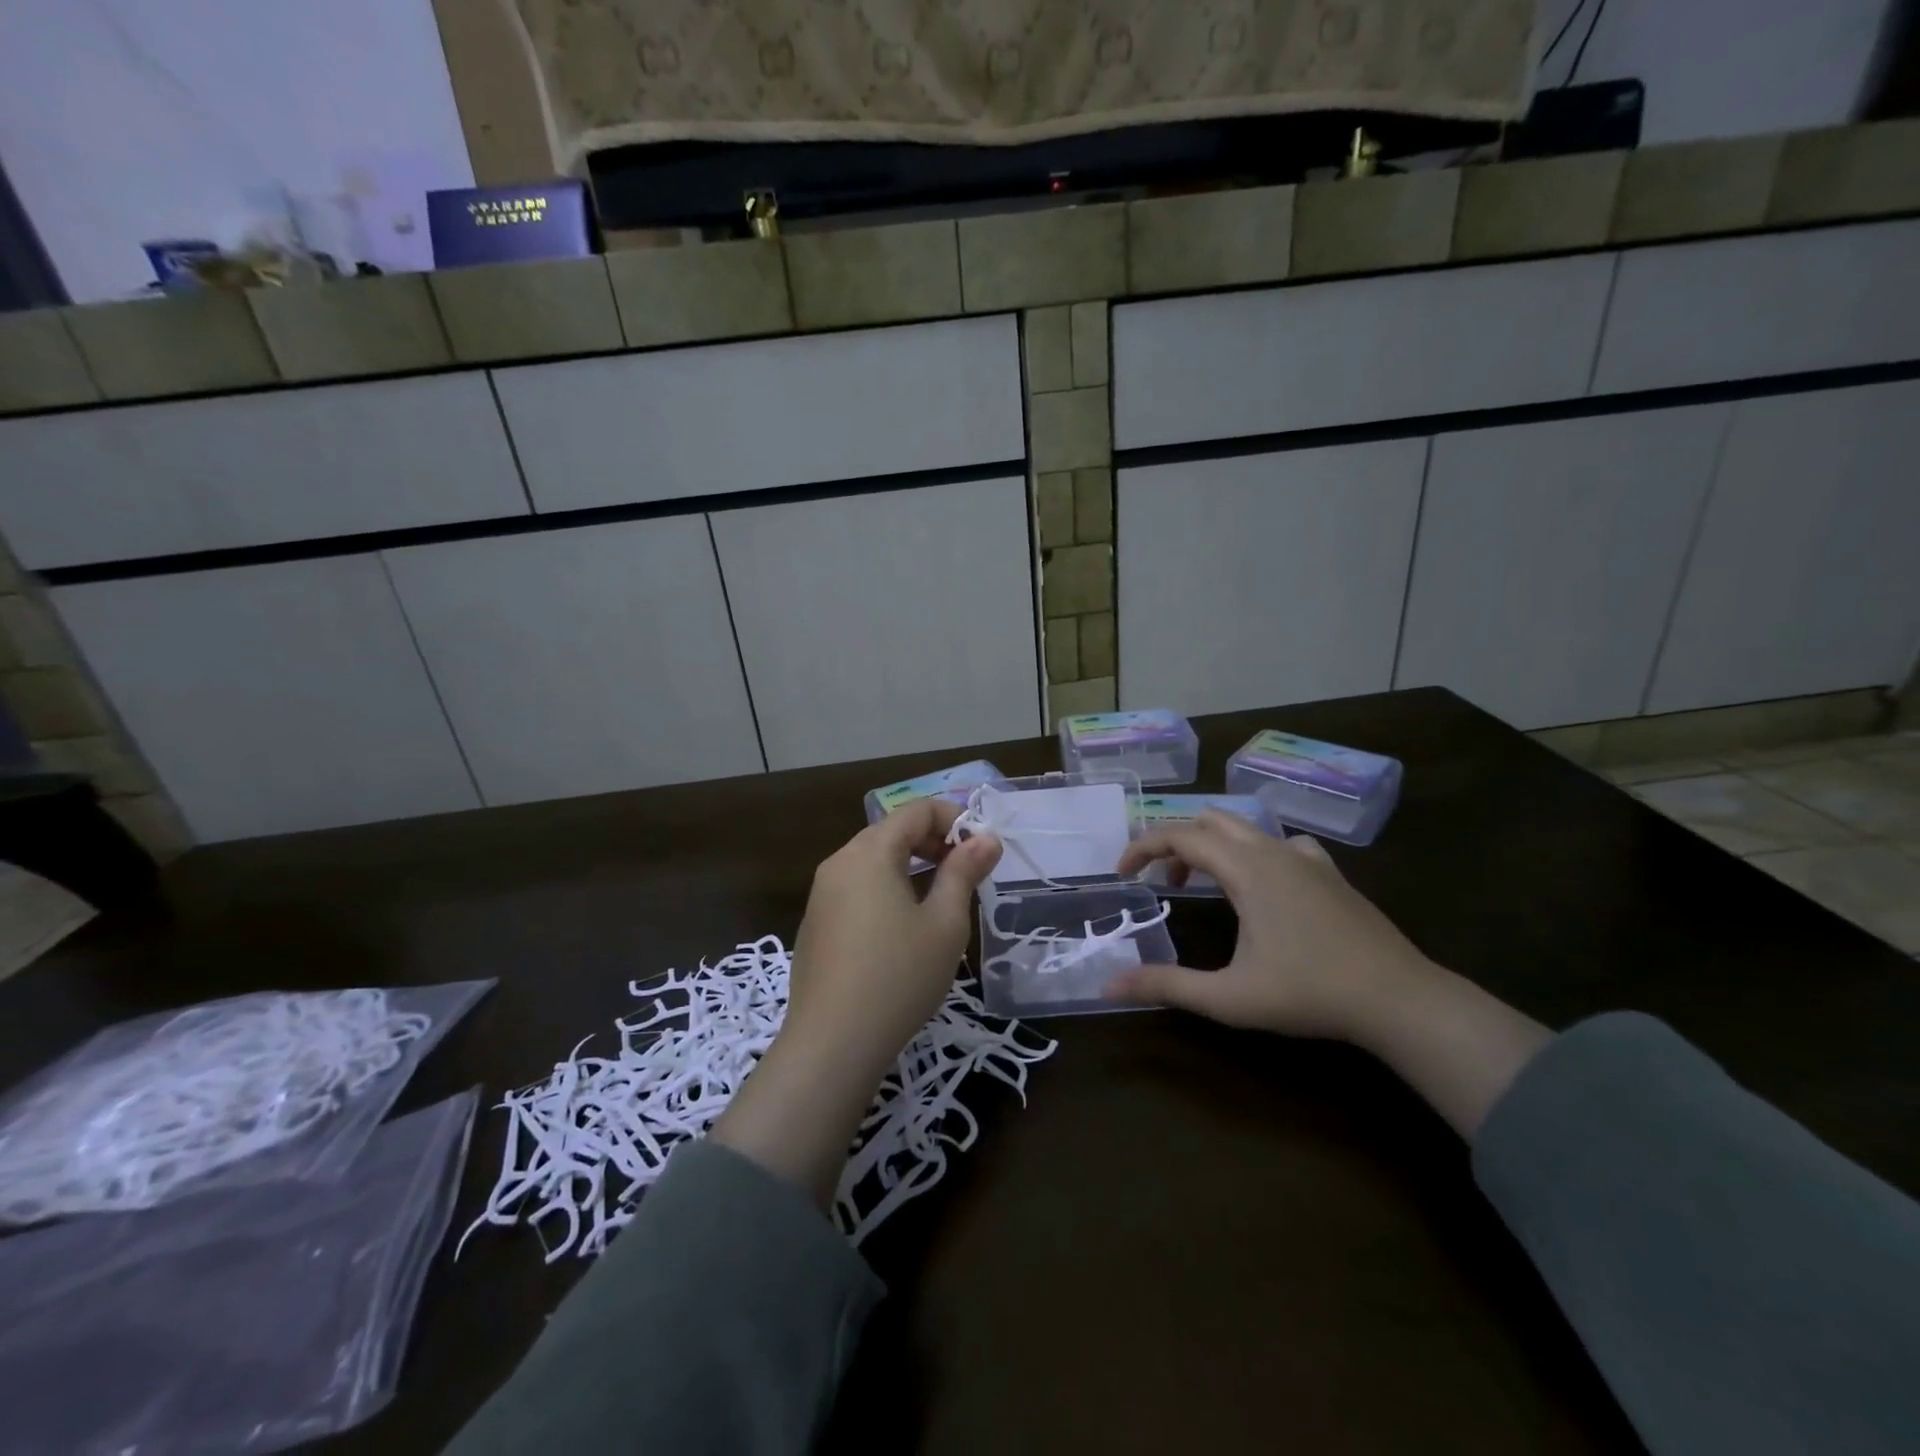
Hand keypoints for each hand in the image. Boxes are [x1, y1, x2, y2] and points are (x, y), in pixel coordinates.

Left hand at [785, 796, 1002, 1077]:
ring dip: (910, 866)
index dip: (954, 819)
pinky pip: (856, 888)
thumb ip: (964, 872)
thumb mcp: (944, 923)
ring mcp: (822, 894)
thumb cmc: (899, 977)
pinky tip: (903, 928)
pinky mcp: (816, 923)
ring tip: (941, 898)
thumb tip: (986, 839)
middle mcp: (839, 862)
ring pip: (873, 860)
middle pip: (891, 832)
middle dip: (933, 842)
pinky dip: (886, 888)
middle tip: (967, 872)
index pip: (916, 811)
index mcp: (869, 852)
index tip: (983, 848)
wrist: (832, 1043)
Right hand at [1105, 811, 1435, 1040]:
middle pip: (1210, 821)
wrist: (1399, 999)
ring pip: (1246, 829)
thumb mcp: (1229, 997)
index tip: (1122, 873)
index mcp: (1246, 869)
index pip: (1179, 835)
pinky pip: (1281, 843)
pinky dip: (1255, 852)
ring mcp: (1307, 858)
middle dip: (1176, 843)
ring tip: (1204, 884)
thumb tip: (1110, 984)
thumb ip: (1167, 986)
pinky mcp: (1330, 873)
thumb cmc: (1309, 993)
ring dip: (1213, 846)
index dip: (1143, 848)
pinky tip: (1263, 885)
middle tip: (1162, 882)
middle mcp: (1273, 851)